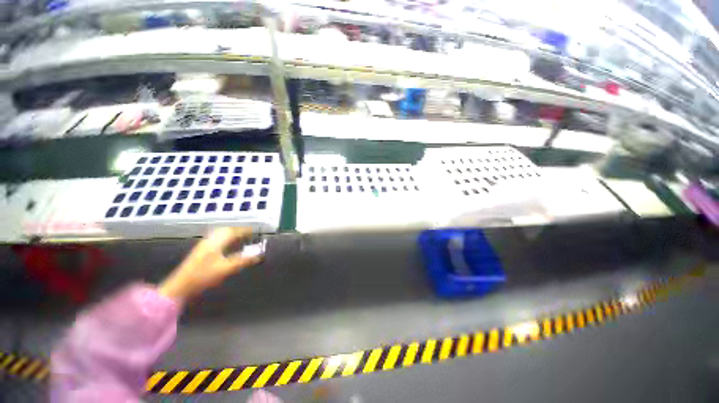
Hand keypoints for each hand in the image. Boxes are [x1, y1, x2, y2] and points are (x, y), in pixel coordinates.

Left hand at [159, 227, 261, 303]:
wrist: (180, 286)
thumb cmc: (204, 276)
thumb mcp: (226, 269)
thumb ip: (243, 261)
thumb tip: (259, 256)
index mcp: (216, 243)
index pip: (233, 232)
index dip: (244, 230)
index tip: (254, 230)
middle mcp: (209, 241)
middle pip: (225, 230)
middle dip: (237, 230)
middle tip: (247, 232)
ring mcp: (203, 245)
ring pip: (219, 234)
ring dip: (230, 233)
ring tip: (239, 236)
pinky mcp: (200, 251)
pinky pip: (215, 238)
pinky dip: (224, 237)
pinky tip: (226, 243)